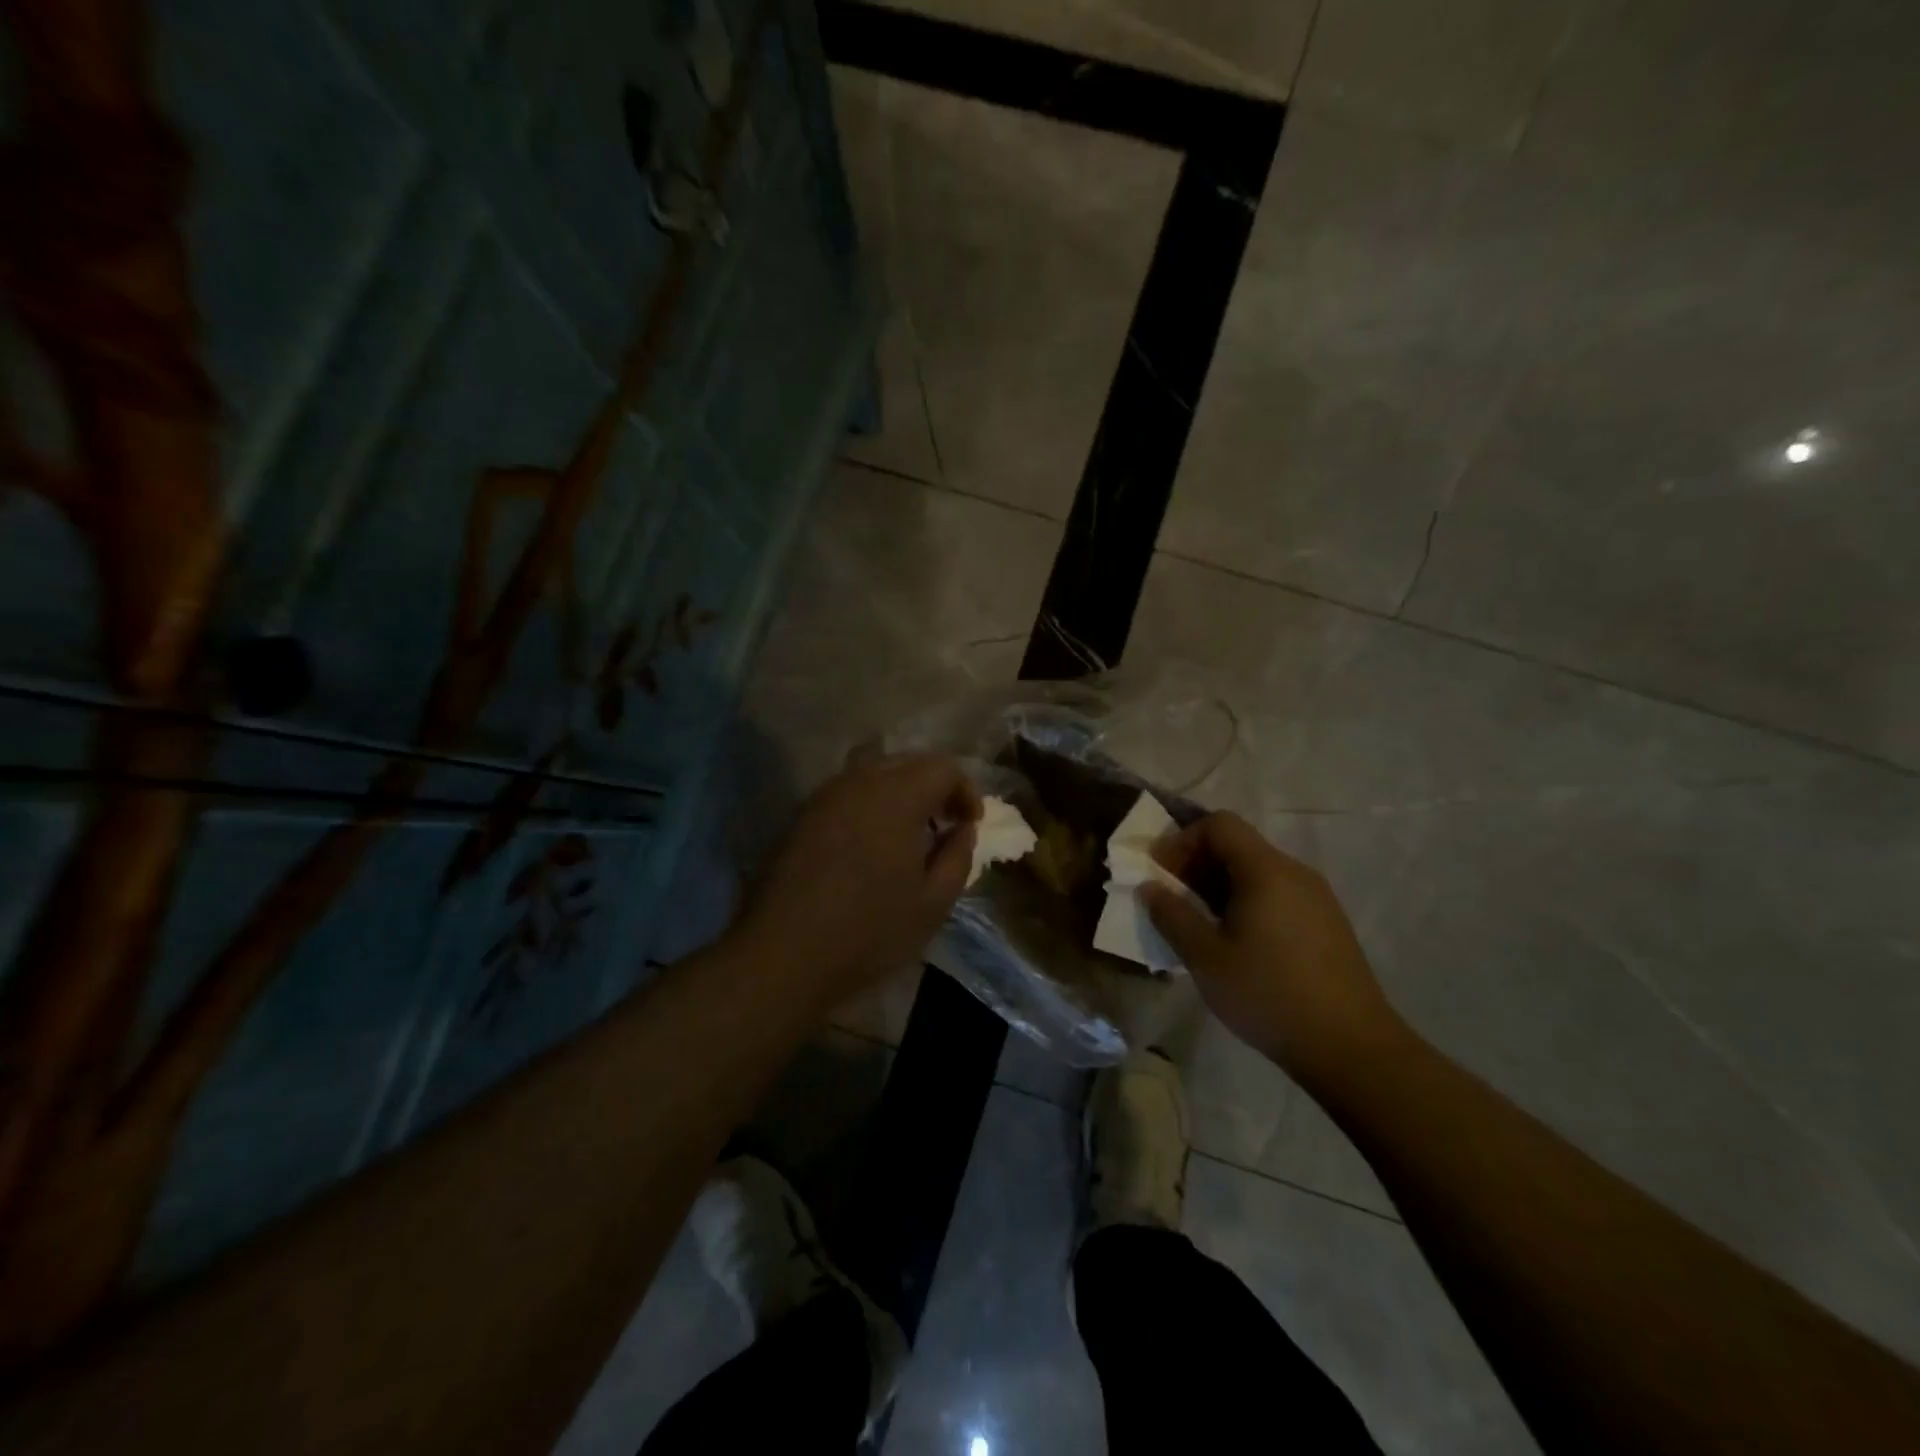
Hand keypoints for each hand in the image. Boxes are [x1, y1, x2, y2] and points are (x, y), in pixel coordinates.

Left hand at [739, 753, 979, 1012]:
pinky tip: (873, 842)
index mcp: (897, 796)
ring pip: (875, 771)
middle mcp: (860, 781)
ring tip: (911, 832)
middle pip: (909, 761)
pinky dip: (872, 802)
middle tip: (947, 823)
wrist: (783, 954)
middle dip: (935, 786)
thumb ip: (958, 856)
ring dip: (902, 791)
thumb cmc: (869, 931)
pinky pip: (849, 791)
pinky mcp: (803, 815)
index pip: (943, 767)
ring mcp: (825, 795)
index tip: (971, 824)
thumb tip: (962, 829)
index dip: (965, 790)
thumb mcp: (933, 903)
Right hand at [1141, 812, 1405, 1090]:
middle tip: (1172, 900)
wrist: (1352, 1048)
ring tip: (1199, 924)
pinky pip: (1277, 894)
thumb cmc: (1269, 995)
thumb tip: (1150, 886)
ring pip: (1257, 871)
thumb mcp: (1206, 958)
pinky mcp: (1326, 923)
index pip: (1218, 824)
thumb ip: (1172, 915)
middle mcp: (1295, 872)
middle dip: (1197, 864)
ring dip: (1219, 886)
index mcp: (1266, 871)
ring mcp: (1316, 898)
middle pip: (1238, 845)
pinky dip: (1246, 902)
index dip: (1182, 841)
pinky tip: (1237, 942)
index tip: (1161, 874)